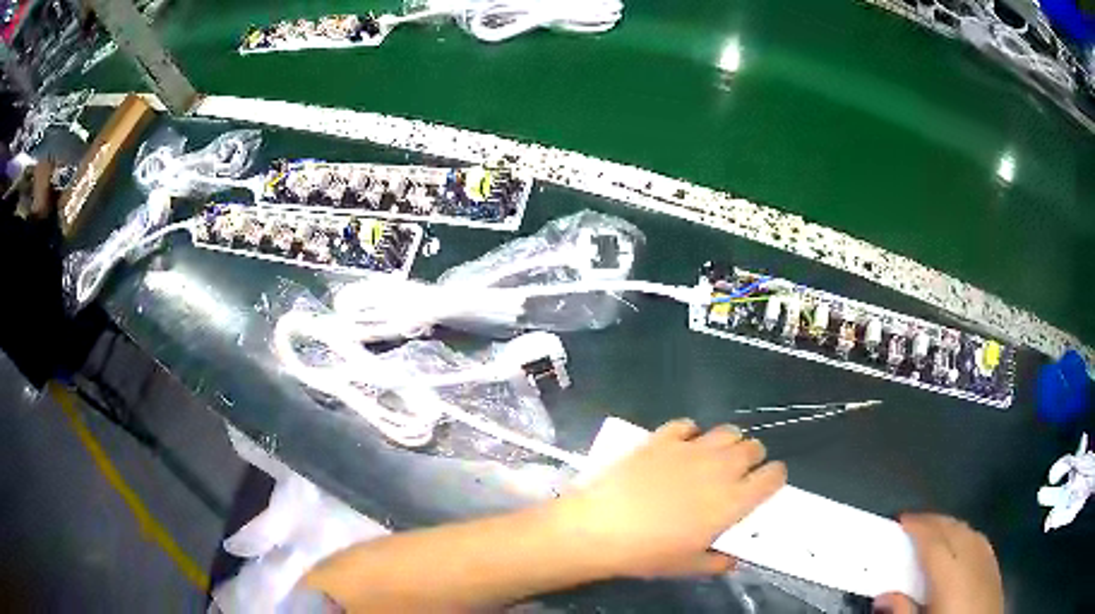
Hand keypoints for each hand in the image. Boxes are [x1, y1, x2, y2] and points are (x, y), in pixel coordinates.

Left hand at [557, 419, 785, 579]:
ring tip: (713, 458)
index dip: (774, 478)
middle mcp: (720, 468)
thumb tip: (732, 559)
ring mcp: (691, 449)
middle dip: (752, 459)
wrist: (601, 527)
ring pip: (728, 431)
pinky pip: (687, 425)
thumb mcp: (687, 566)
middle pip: (754, 448)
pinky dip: (689, 433)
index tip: (766, 485)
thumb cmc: (648, 553)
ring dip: (728, 443)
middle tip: (737, 475)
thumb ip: (717, 562)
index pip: (773, 476)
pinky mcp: (662, 438)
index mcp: (733, 500)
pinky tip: (680, 447)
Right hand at [874, 513, 1002, 613]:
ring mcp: (988, 561)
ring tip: (935, 529)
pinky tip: (962, 543)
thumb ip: (904, 611)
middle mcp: (973, 560)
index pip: (934, 541)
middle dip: (934, 521)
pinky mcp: (995, 568)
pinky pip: (980, 541)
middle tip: (914, 521)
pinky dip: (967, 535)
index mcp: (952, 575)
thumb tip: (883, 596)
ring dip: (951, 525)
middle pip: (955, 530)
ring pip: (970, 532)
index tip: (902, 518)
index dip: (918, 526)